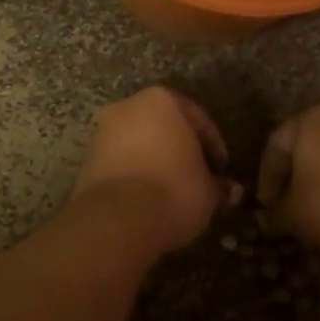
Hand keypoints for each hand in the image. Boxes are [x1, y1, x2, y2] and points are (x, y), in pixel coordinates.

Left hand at [72, 87, 239, 253]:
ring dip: (156, 159)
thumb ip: (219, 186)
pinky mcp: (87, 157)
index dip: (214, 145)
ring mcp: (103, 130)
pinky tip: (147, 196)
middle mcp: (129, 106)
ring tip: (172, 188)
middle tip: (197, 174)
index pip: (198, 118)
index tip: (221, 168)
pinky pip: (120, 159)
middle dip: (181, 148)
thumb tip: (233, 191)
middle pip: (164, 125)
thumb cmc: (173, 191)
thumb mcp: (208, 192)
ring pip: (139, 141)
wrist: (116, 219)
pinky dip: (135, 172)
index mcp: (163, 100)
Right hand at [258, 105, 319, 251]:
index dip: (267, 178)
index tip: (266, 206)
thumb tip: (272, 218)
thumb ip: (276, 213)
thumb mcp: (292, 215)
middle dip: (296, 178)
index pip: (276, 146)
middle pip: (307, 148)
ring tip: (317, 212)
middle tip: (289, 205)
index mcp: (309, 120)